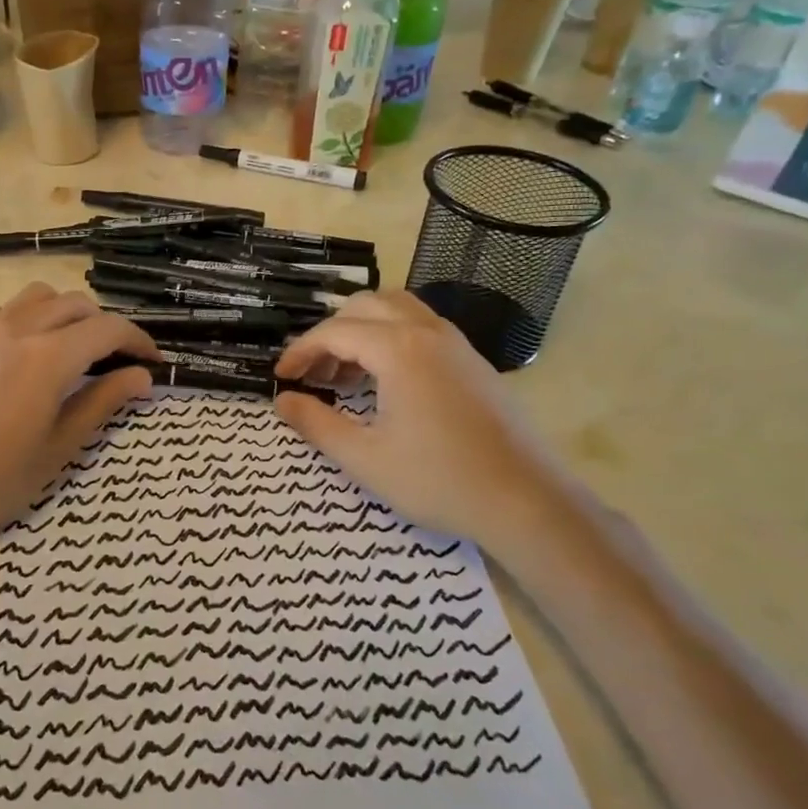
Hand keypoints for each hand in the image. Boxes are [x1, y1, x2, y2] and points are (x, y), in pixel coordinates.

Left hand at [0, 286, 156, 575]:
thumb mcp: (59, 448)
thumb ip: (102, 403)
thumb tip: (141, 377)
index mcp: (49, 357)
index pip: (109, 329)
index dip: (139, 341)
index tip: (154, 362)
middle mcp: (19, 329)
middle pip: (77, 305)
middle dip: (106, 327)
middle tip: (117, 363)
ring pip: (39, 297)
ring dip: (66, 314)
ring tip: (73, 350)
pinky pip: (4, 310)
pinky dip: (28, 319)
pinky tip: (27, 352)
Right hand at [273, 291, 579, 550]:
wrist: (526, 501)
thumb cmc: (438, 480)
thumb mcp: (364, 458)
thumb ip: (316, 424)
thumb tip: (282, 401)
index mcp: (399, 349)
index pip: (335, 332)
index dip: (301, 351)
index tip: (281, 378)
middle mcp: (428, 332)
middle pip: (365, 306)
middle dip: (330, 333)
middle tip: (313, 373)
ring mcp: (456, 343)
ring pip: (397, 309)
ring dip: (362, 329)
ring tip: (345, 373)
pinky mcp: (473, 361)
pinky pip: (421, 327)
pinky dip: (391, 338)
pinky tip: (385, 381)